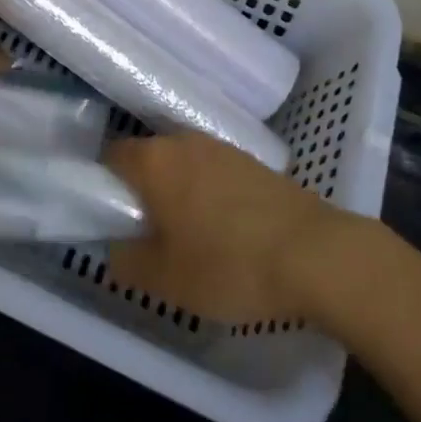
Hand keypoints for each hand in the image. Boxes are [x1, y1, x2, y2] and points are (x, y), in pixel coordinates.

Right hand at [106, 133, 339, 322]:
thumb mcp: (165, 279)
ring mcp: (222, 147)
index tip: (112, 219)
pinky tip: (226, 231)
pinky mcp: (253, 162)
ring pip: (183, 165)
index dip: (104, 186)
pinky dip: (209, 195)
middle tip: (149, 234)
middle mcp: (184, 142)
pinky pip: (214, 172)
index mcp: (154, 160)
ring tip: (189, 236)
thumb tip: (115, 248)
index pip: (111, 157)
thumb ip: (126, 261)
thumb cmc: (229, 264)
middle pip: (148, 159)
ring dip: (179, 192)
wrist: (315, 254)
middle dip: (143, 191)